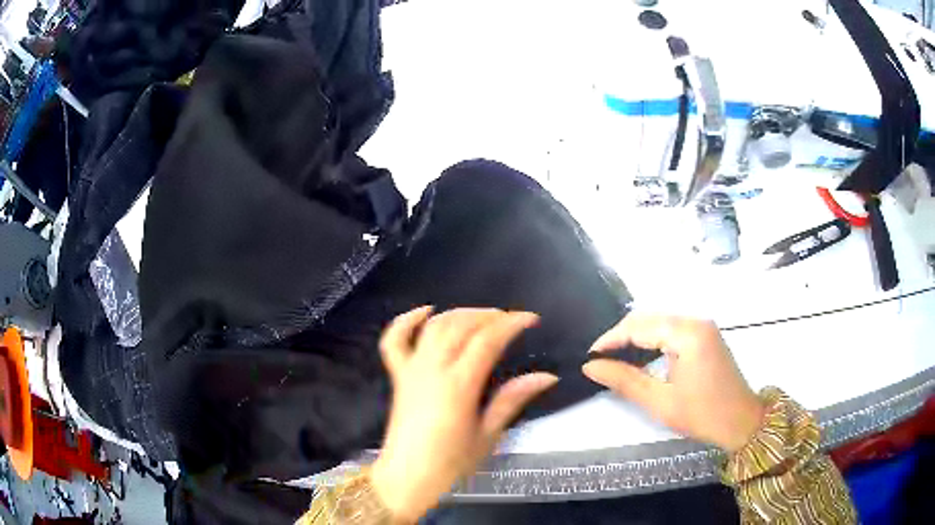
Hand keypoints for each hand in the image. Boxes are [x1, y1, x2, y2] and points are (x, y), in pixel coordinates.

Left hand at [371, 307, 558, 521]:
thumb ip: (512, 400)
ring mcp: (411, 370)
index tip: (531, 319)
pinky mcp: (398, 376)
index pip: (487, 340)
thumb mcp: (488, 436)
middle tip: (510, 320)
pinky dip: (407, 320)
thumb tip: (546, 376)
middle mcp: (432, 370)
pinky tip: (426, 311)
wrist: (406, 478)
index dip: (511, 323)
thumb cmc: (450, 464)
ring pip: (434, 327)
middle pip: (460, 325)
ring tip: (482, 316)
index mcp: (459, 386)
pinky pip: (395, 340)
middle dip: (488, 315)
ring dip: (459, 313)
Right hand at [583, 313, 763, 452]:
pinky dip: (652, 338)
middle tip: (599, 359)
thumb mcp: (660, 402)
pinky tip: (640, 354)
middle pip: (649, 318)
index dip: (610, 339)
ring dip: (636, 335)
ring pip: (659, 321)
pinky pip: (672, 328)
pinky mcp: (705, 334)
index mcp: (688, 334)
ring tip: (614, 357)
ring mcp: (703, 326)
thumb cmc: (702, 414)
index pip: (639, 326)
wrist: (742, 421)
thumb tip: (591, 367)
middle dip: (621, 335)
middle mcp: (696, 321)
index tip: (589, 356)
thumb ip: (624, 381)